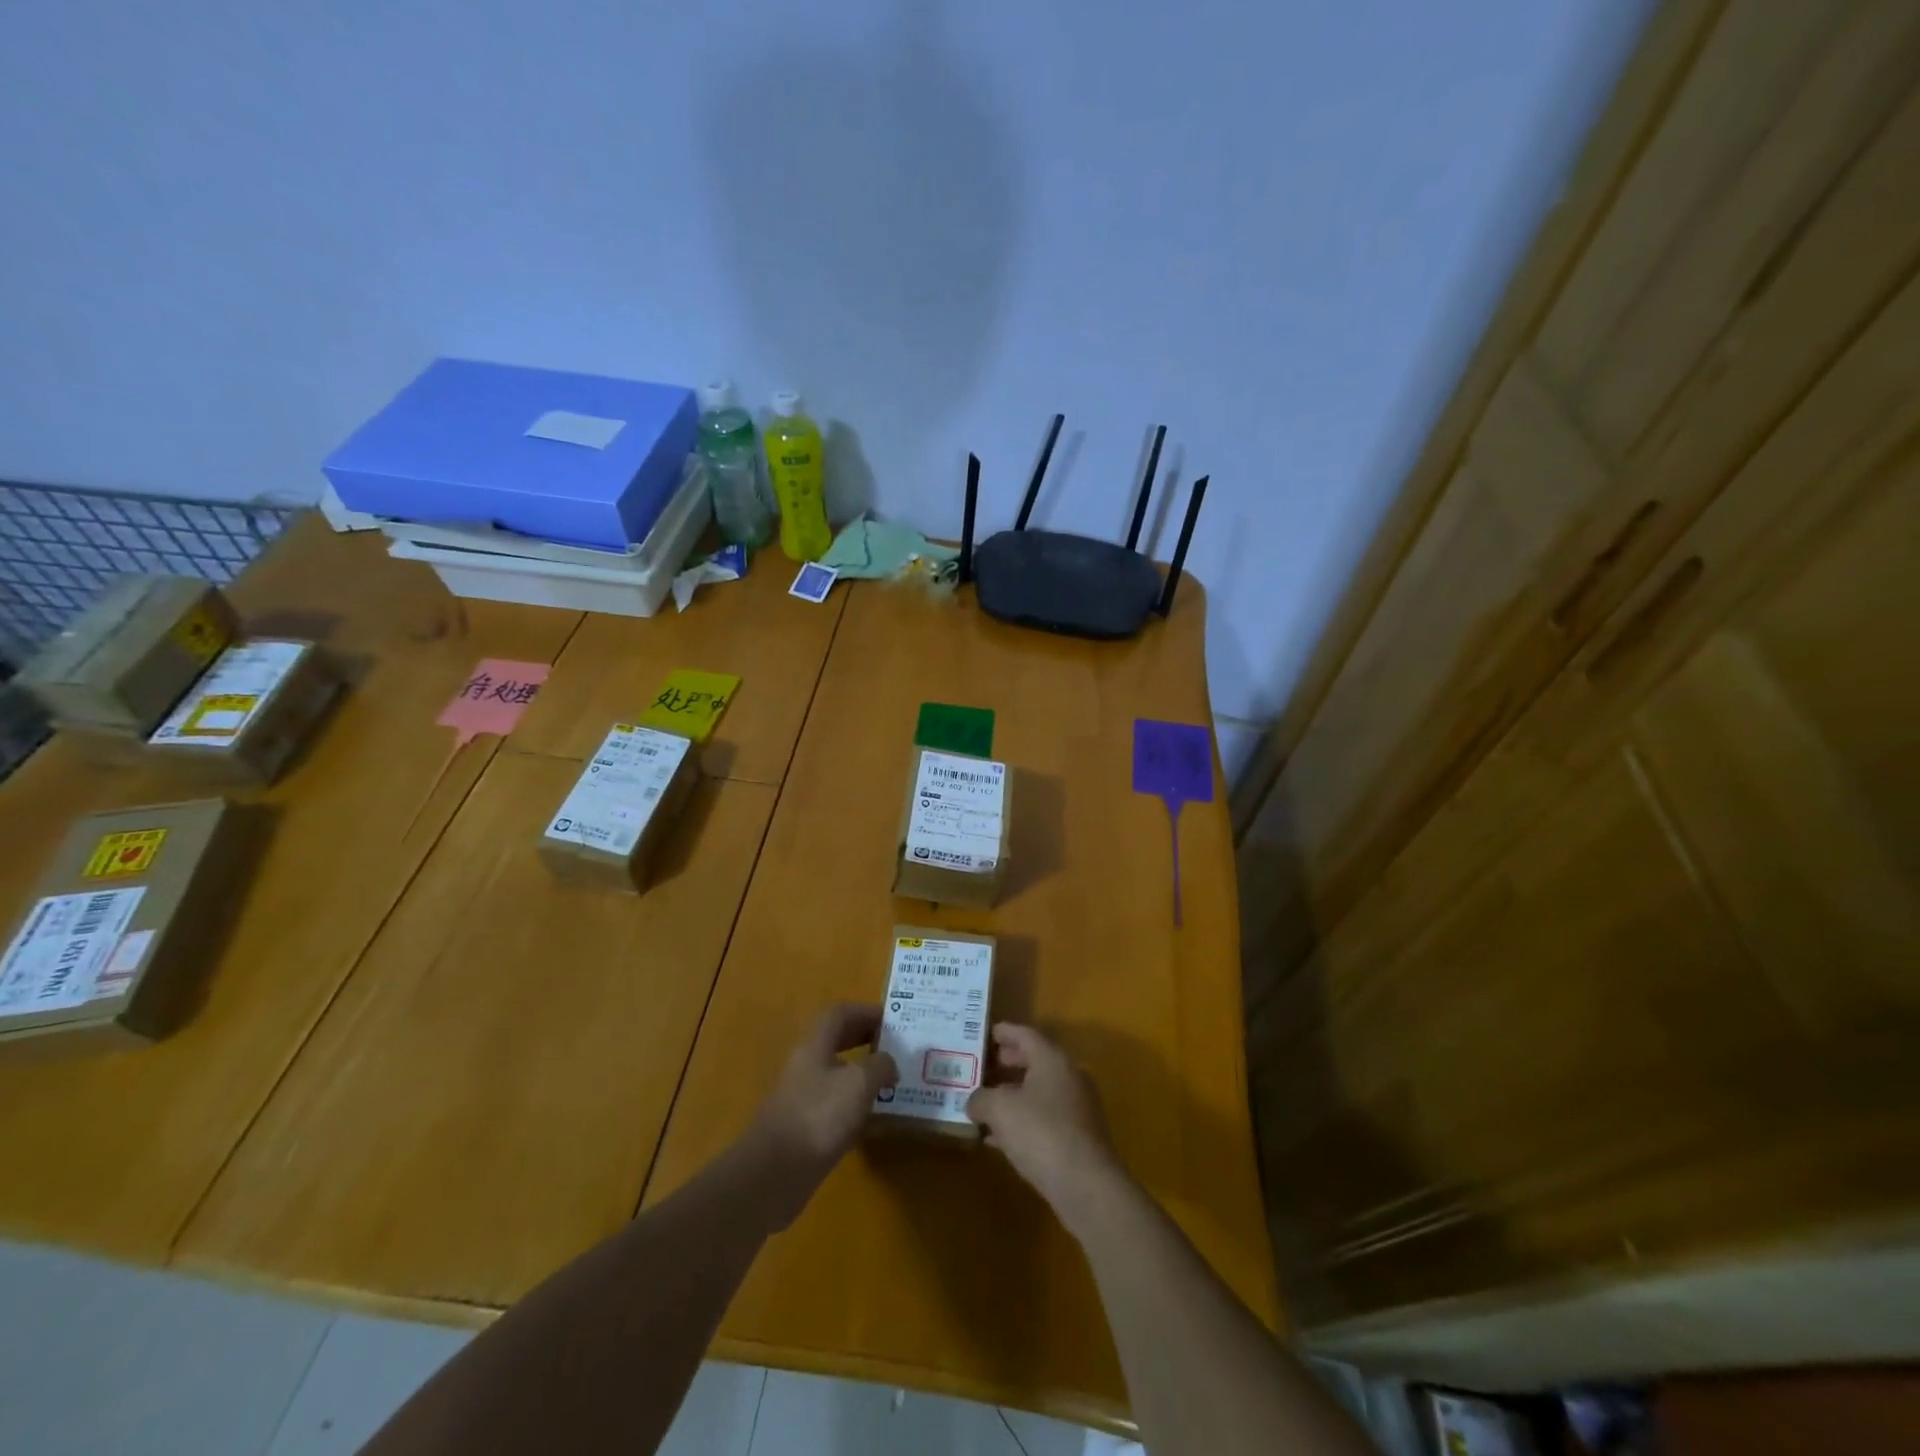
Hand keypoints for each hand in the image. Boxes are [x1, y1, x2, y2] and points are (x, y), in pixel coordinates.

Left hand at [748, 1004, 897, 1195]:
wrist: (773, 1175)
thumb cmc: (818, 1117)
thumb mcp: (859, 1083)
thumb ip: (880, 1065)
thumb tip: (889, 1064)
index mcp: (814, 1044)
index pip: (839, 1014)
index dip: (865, 1012)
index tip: (893, 1021)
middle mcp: (805, 1065)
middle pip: (836, 1040)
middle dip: (865, 1038)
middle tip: (895, 1047)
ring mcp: (801, 1097)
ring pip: (835, 1072)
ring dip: (861, 1072)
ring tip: (890, 1082)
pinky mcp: (803, 1127)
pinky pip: (832, 1103)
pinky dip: (853, 1103)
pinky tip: (871, 1118)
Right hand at [967, 1024, 1127, 1235]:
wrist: (1087, 1186)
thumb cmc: (1041, 1133)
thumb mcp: (1000, 1110)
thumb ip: (981, 1098)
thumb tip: (974, 1101)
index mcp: (1052, 1059)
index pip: (1024, 1034)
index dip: (1003, 1032)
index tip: (983, 1033)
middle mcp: (1068, 1076)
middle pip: (1033, 1061)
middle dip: (1006, 1063)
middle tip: (981, 1067)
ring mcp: (1077, 1107)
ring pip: (1038, 1092)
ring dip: (1012, 1095)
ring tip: (984, 1103)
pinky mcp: (1078, 1137)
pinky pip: (1044, 1118)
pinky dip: (1022, 1120)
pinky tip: (997, 1138)